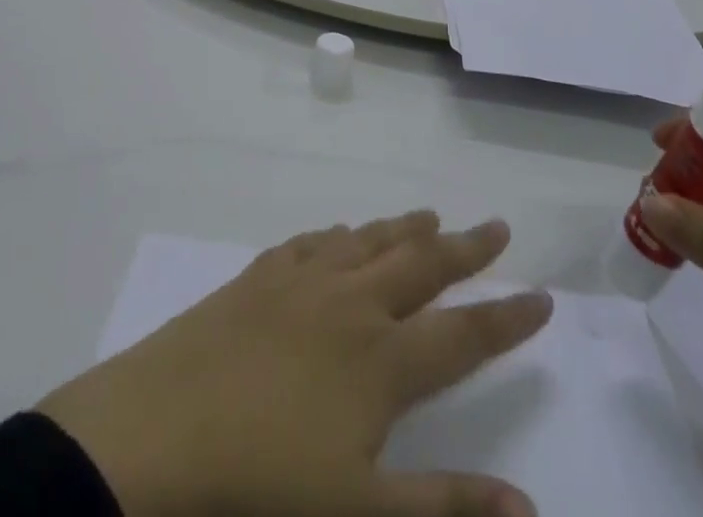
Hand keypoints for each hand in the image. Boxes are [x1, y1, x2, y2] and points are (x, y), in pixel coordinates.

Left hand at [39, 213, 552, 516]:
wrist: (160, 432)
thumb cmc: (264, 485)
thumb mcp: (363, 515)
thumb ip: (446, 505)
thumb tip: (530, 508)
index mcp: (382, 359)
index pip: (464, 332)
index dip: (507, 317)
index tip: (542, 295)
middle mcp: (350, 302)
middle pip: (421, 264)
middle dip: (464, 248)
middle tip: (495, 226)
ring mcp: (302, 280)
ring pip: (369, 241)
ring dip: (404, 228)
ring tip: (430, 216)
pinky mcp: (260, 275)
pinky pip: (313, 241)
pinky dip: (339, 234)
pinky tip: (342, 232)